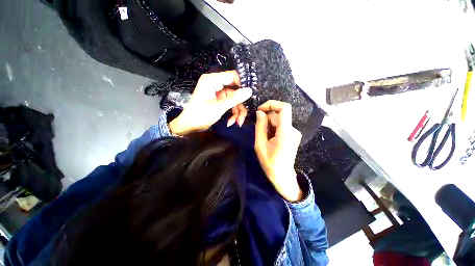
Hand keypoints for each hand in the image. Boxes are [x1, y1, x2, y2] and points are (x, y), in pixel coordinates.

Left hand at [169, 71, 252, 135]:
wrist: (189, 127)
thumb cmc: (200, 115)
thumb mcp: (219, 107)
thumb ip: (234, 99)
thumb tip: (249, 91)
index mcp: (212, 80)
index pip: (232, 76)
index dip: (242, 85)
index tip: (250, 96)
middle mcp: (215, 84)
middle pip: (235, 90)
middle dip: (240, 104)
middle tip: (243, 116)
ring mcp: (217, 93)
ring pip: (234, 99)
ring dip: (237, 111)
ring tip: (237, 122)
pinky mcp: (218, 100)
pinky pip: (230, 104)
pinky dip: (232, 113)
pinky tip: (231, 122)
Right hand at [254, 100, 302, 201]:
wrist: (282, 175)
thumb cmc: (270, 162)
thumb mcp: (260, 144)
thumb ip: (260, 126)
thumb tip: (260, 112)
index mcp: (285, 132)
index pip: (284, 108)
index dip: (272, 104)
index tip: (260, 109)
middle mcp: (292, 130)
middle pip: (278, 115)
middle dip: (267, 120)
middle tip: (260, 133)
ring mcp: (294, 132)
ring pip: (279, 121)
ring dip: (269, 126)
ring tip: (265, 139)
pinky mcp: (292, 135)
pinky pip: (281, 126)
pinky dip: (273, 129)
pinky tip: (270, 140)